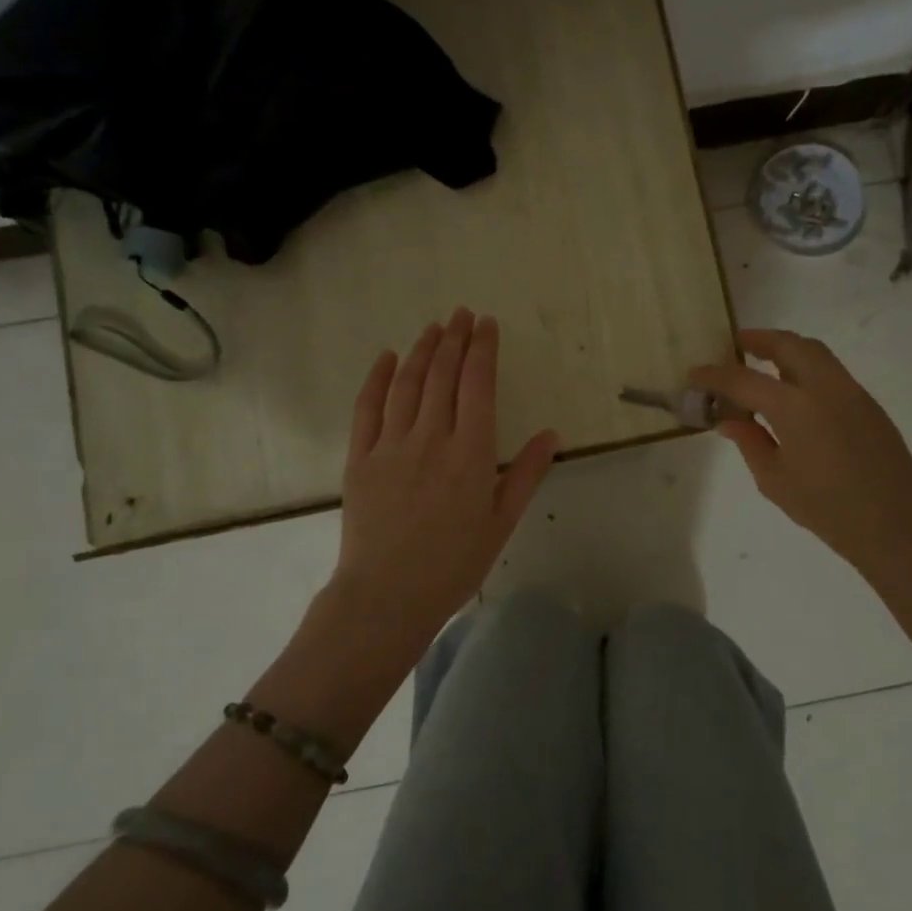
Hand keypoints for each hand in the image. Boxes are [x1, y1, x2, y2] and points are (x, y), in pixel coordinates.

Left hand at [325, 308, 558, 648]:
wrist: (386, 596)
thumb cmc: (453, 564)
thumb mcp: (501, 522)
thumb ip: (526, 474)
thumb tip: (551, 434)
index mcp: (470, 452)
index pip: (478, 385)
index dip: (483, 350)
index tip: (486, 324)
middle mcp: (431, 438)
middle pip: (444, 376)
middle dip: (454, 339)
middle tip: (462, 314)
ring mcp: (391, 445)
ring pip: (408, 384)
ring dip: (422, 351)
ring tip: (434, 327)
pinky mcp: (359, 458)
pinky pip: (367, 408)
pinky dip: (378, 378)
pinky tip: (388, 358)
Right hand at [691, 328, 911, 583]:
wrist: (897, 525)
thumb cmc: (828, 509)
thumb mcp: (775, 481)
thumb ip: (750, 443)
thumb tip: (730, 421)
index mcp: (795, 408)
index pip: (744, 380)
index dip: (715, 375)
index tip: (695, 373)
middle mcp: (824, 388)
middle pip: (789, 345)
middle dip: (759, 339)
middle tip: (736, 344)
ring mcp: (851, 392)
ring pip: (815, 352)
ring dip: (787, 348)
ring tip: (764, 360)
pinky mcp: (868, 404)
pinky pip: (831, 371)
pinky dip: (807, 367)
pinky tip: (795, 391)